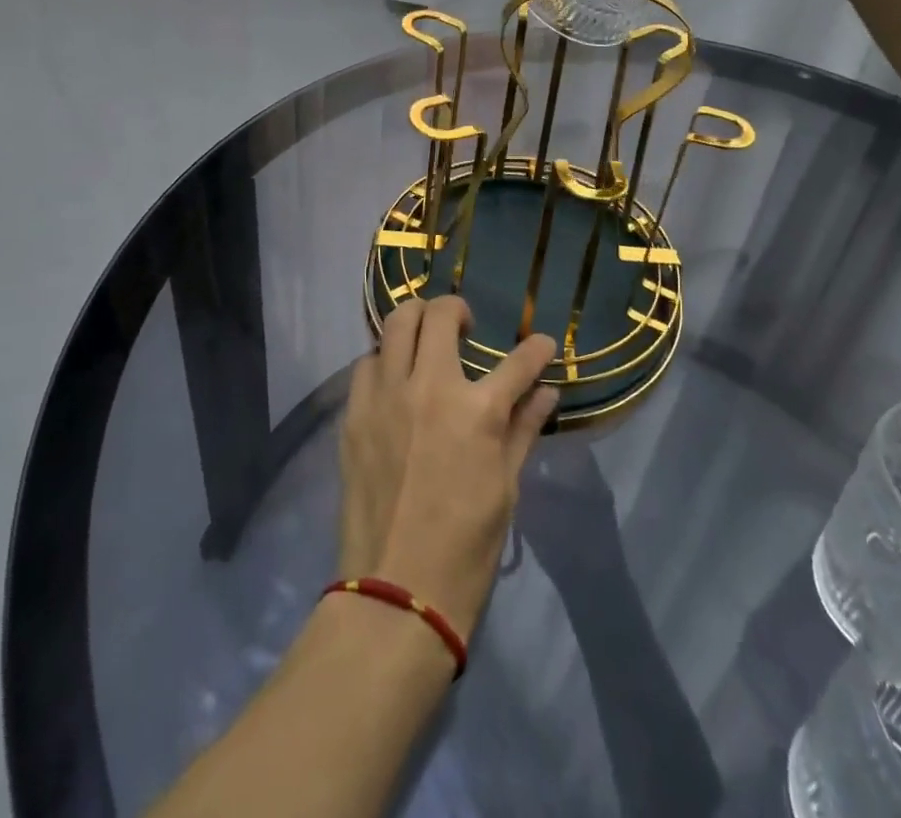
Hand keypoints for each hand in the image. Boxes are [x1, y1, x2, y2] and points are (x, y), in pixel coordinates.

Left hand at [337, 296, 558, 642]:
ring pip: (394, 325)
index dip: (537, 349)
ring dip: (415, 325)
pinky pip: (366, 365)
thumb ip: (523, 428)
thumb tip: (546, 393)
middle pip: (438, 315)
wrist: (396, 592)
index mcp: (477, 411)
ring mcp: (385, 397)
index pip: (519, 361)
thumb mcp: (506, 486)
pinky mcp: (354, 415)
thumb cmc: (466, 546)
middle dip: (457, 309)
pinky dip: (384, 361)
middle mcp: (429, 388)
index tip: (542, 344)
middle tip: (464, 328)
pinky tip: (394, 382)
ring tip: (424, 345)